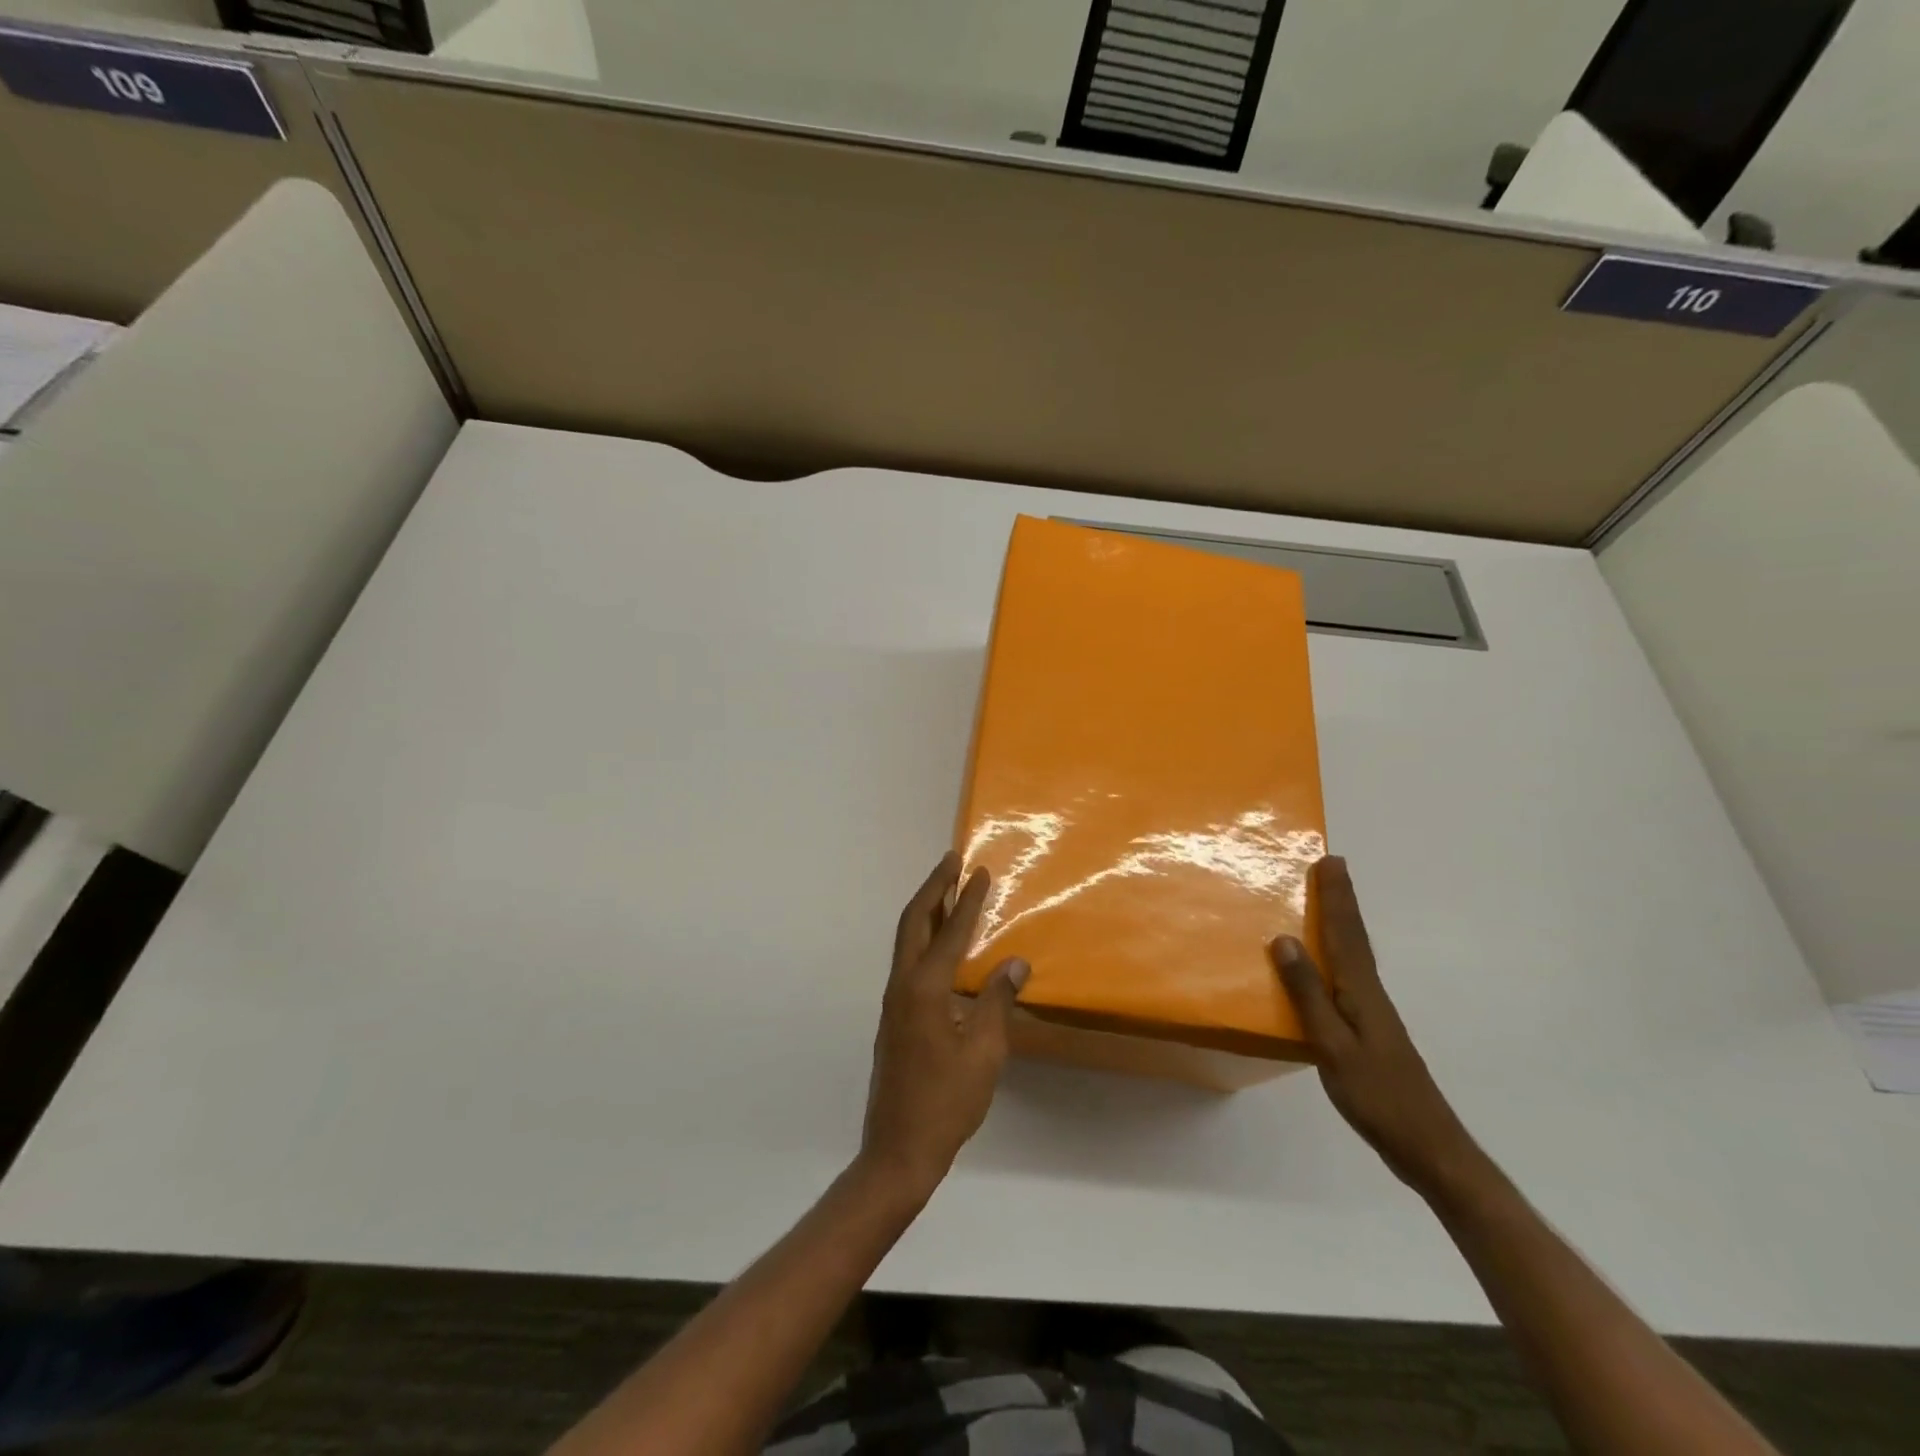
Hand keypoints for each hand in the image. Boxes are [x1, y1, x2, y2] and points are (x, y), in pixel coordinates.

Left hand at [859, 853, 1028, 1200]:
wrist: (898, 1150)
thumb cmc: (946, 1102)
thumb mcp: (984, 1053)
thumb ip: (997, 1002)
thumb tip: (1015, 963)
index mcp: (924, 989)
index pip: (950, 932)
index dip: (968, 900)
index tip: (980, 870)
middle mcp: (902, 985)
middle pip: (914, 921)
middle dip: (934, 887)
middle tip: (951, 860)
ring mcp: (894, 1002)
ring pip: (906, 940)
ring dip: (926, 910)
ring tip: (947, 889)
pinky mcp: (895, 1018)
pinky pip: (909, 961)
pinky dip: (924, 937)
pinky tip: (941, 945)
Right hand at [1272, 856, 1486, 1199]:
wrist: (1429, 1148)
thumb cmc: (1377, 1096)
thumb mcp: (1333, 1045)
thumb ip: (1308, 994)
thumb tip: (1285, 939)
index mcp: (1361, 992)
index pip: (1345, 933)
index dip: (1337, 897)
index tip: (1330, 860)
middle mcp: (1370, 994)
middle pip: (1354, 937)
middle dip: (1342, 901)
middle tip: (1332, 867)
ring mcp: (1374, 1015)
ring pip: (1354, 956)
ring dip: (1342, 924)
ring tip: (1326, 902)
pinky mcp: (1371, 1033)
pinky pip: (1349, 978)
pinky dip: (1338, 956)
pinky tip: (1327, 966)